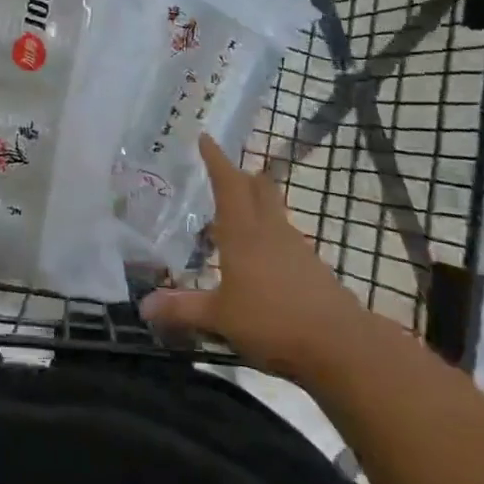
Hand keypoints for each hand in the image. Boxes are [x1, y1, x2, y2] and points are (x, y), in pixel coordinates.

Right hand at [140, 134, 366, 378]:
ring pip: (273, 212)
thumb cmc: (272, 321)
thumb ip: (183, 309)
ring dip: (256, 205)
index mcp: (243, 233)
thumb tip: (143, 306)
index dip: (216, 160)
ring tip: (237, 217)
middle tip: (225, 171)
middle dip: (241, 176)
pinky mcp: (313, 269)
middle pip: (258, 189)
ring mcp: (296, 248)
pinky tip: (261, 259)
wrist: (340, 346)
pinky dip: (269, 236)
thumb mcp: (220, 318)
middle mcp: (270, 231)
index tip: (206, 137)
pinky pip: (285, 239)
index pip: (228, 185)